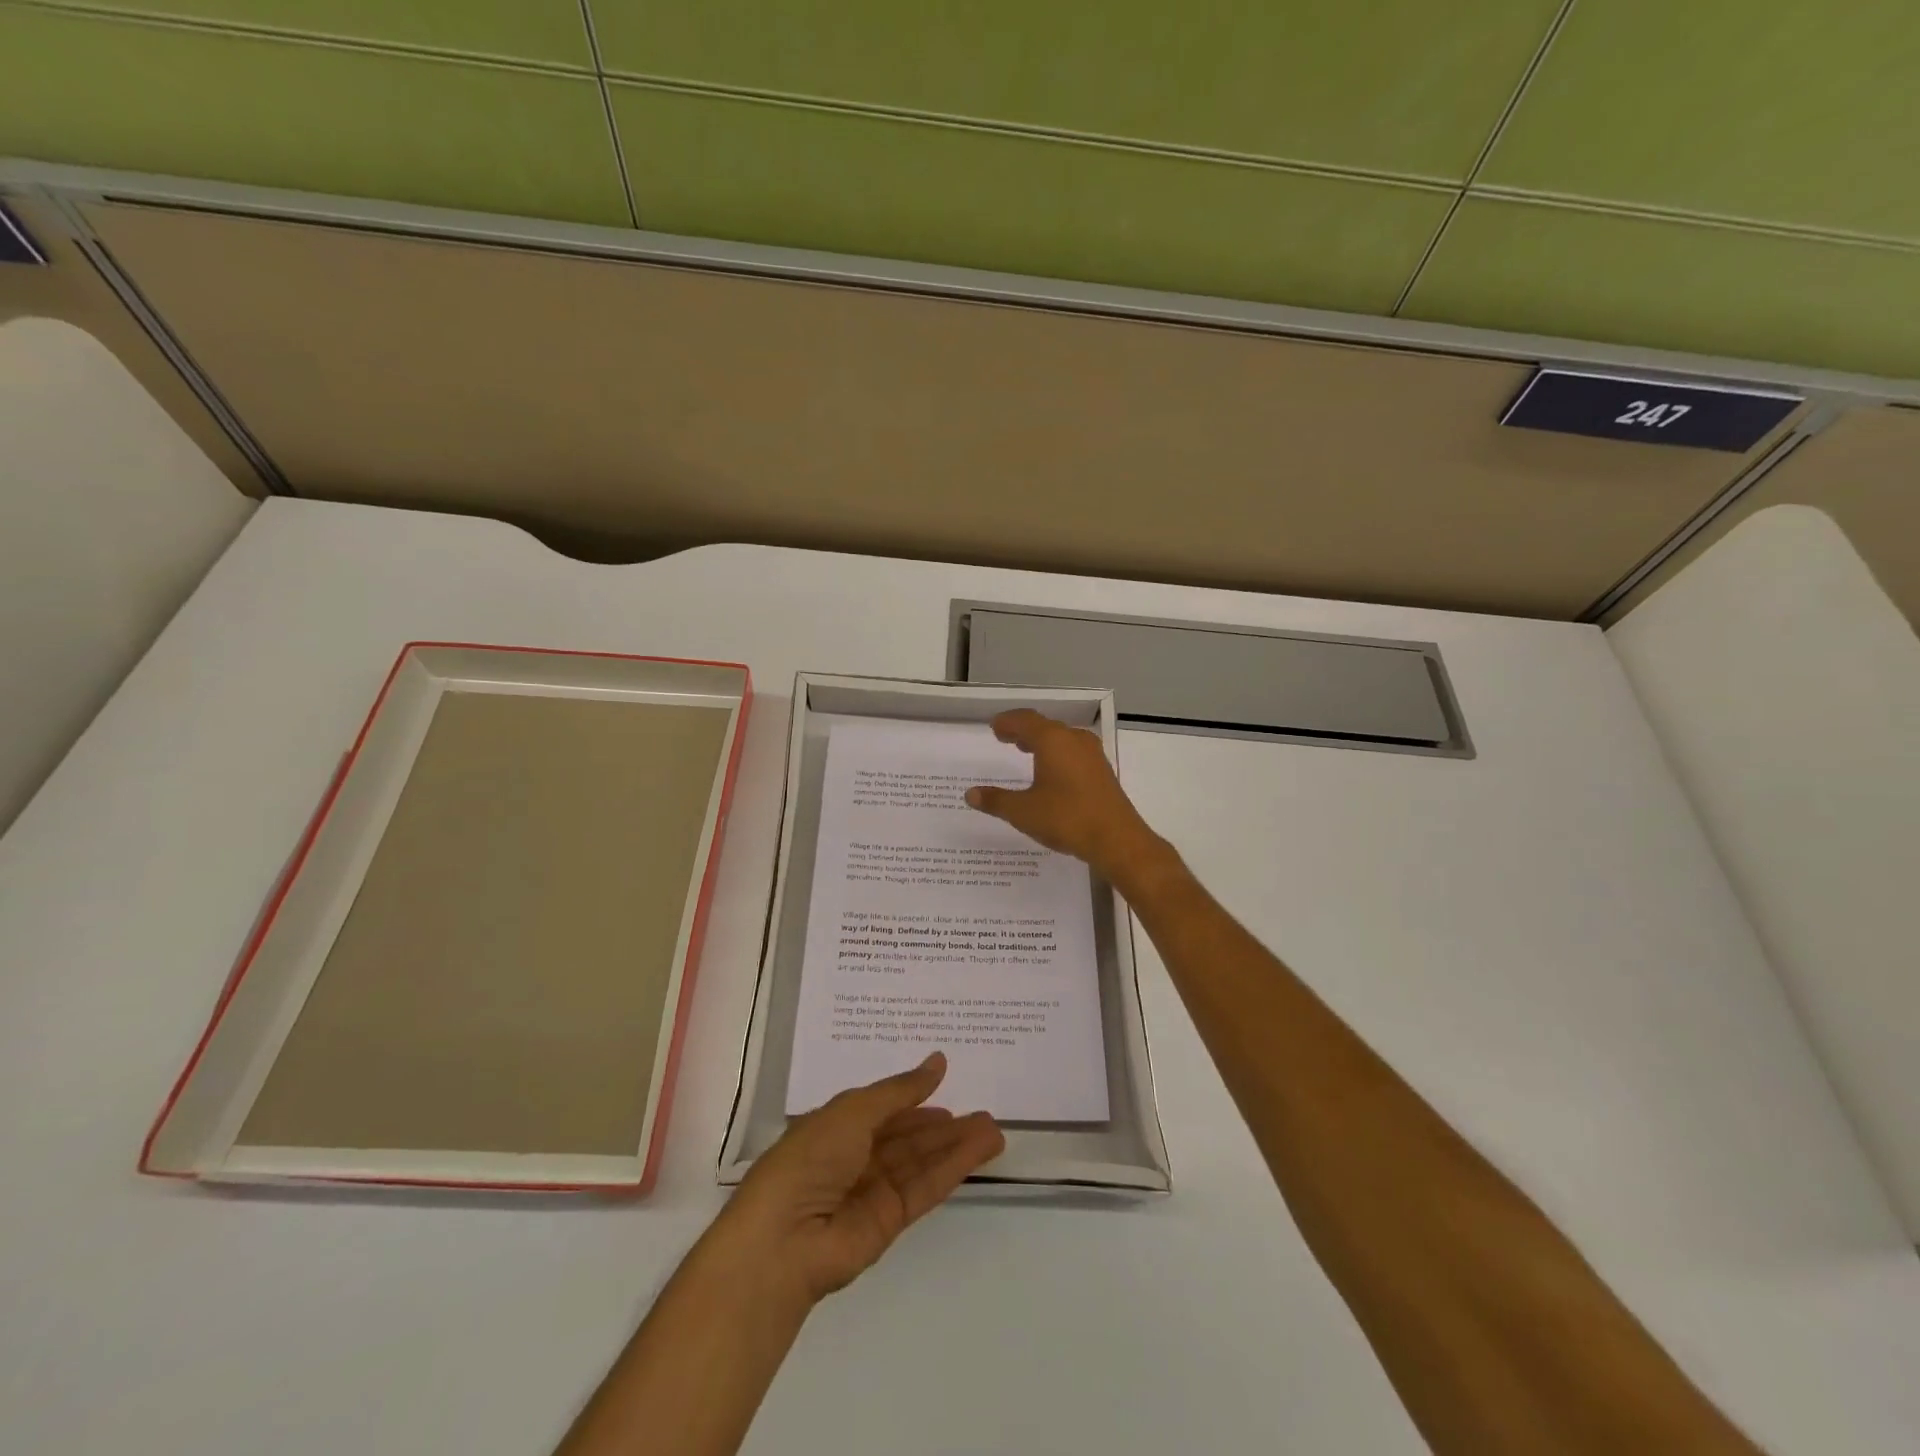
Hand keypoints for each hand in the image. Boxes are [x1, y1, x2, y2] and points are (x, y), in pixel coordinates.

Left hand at [716, 1053, 1003, 1307]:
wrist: (784, 1240)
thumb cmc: (810, 1158)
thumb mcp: (854, 1110)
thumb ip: (900, 1090)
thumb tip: (938, 1061)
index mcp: (837, 1125)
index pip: (882, 1107)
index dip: (914, 1095)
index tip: (948, 1081)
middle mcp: (856, 1156)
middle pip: (908, 1136)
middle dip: (944, 1125)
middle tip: (984, 1112)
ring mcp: (873, 1190)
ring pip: (922, 1161)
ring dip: (956, 1146)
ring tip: (994, 1130)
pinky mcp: (889, 1222)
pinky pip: (925, 1187)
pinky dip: (952, 1169)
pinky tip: (979, 1152)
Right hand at [964, 709, 1173, 889]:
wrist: (1116, 839)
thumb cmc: (1066, 818)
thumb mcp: (1023, 812)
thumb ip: (996, 800)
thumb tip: (970, 794)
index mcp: (1053, 740)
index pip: (1025, 720)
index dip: (1008, 722)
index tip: (995, 727)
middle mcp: (1074, 740)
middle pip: (1045, 726)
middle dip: (1024, 731)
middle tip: (1006, 738)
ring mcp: (1092, 755)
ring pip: (1062, 739)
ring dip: (1042, 742)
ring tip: (1026, 751)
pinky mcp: (1102, 772)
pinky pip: (1074, 752)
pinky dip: (1058, 754)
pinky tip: (1052, 773)